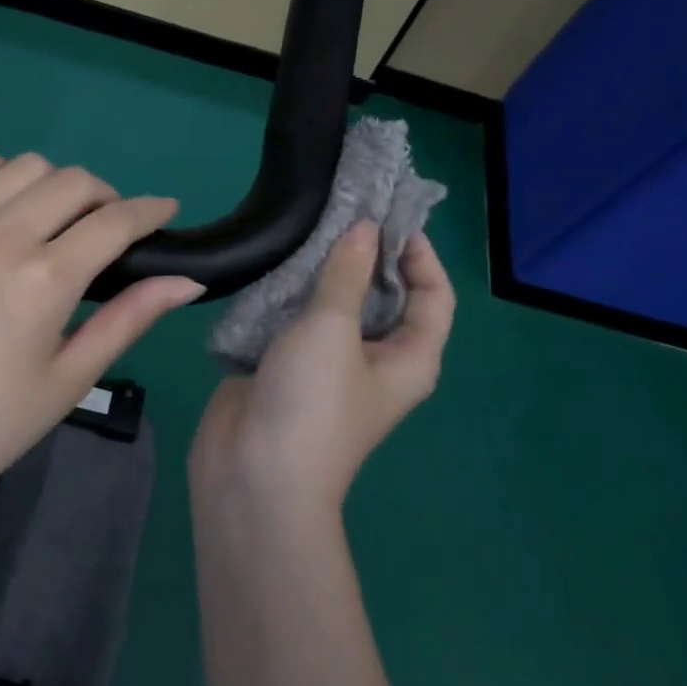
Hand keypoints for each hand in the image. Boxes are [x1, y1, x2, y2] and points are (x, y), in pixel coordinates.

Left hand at [0, 152, 204, 517]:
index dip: (151, 210)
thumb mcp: (70, 379)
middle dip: (107, 198)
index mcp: (46, 280)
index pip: (116, 222)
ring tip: (54, 217)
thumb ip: (130, 319)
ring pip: (23, 166)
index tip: (166, 210)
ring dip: (54, 183)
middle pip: (73, 183)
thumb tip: (188, 281)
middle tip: (108, 229)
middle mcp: (1, 237)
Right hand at [191, 222, 453, 514]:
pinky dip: (291, 290)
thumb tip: (366, 227)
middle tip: (340, 209)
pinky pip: (297, 318)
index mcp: (409, 357)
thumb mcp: (333, 329)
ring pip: (336, 304)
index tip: (387, 215)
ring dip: (323, 270)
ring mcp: (329, 363)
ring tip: (306, 224)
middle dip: (365, 254)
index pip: (434, 295)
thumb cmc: (312, 402)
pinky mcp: (288, 365)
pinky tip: (275, 259)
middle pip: (383, 295)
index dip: (420, 253)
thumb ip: (347, 273)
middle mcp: (377, 358)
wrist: (252, 476)